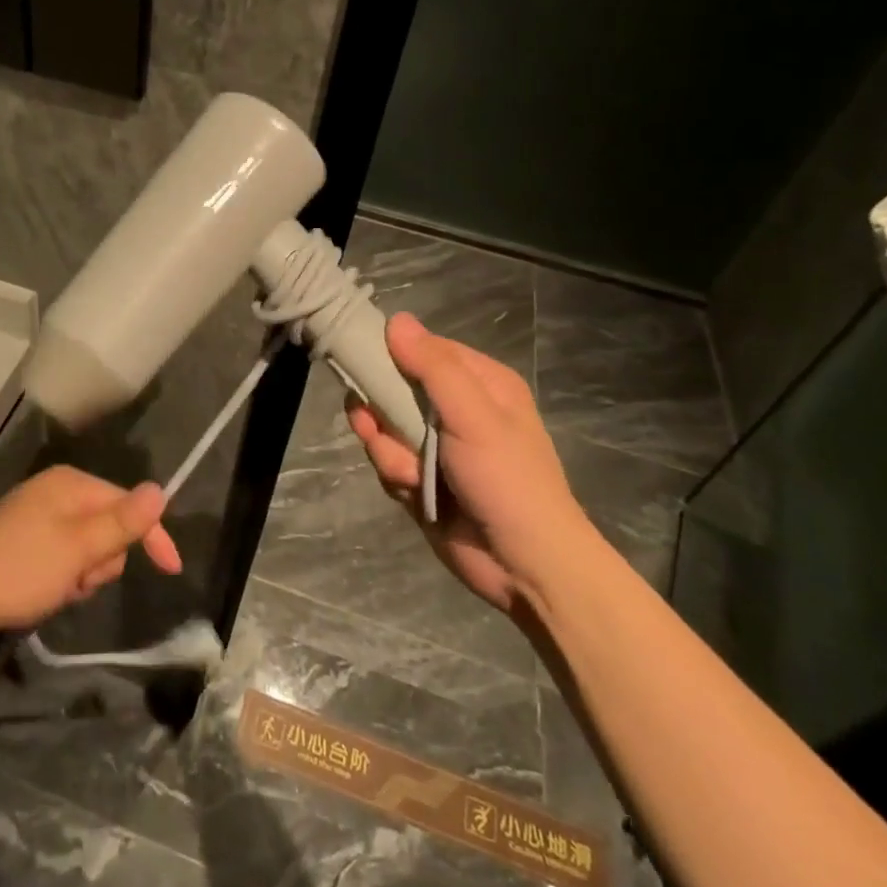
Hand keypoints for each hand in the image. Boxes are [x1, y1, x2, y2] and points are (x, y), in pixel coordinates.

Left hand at [0, 465, 182, 635]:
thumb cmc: (19, 569)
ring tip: (59, 590)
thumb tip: (160, 490)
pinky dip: (63, 578)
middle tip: (81, 579)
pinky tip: (44, 594)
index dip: (152, 535)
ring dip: (82, 574)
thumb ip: (122, 522)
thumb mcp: (78, 549)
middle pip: (108, 526)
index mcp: (71, 484)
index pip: (127, 503)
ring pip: (87, 548)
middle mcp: (56, 493)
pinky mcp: (23, 543)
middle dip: (103, 560)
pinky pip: (63, 559)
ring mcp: (37, 518)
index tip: (171, 570)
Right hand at [348, 312, 596, 620]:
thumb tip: (395, 320)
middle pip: (393, 388)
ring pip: (384, 427)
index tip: (361, 362)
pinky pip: (387, 461)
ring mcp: (436, 445)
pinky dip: (395, 477)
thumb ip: (433, 367)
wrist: (525, 567)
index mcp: (479, 383)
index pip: (422, 348)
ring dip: (389, 451)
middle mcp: (455, 408)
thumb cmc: (507, 480)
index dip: (390, 354)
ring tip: (412, 475)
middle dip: (381, 413)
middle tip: (373, 425)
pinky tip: (415, 493)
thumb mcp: (473, 415)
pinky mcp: (421, 478)